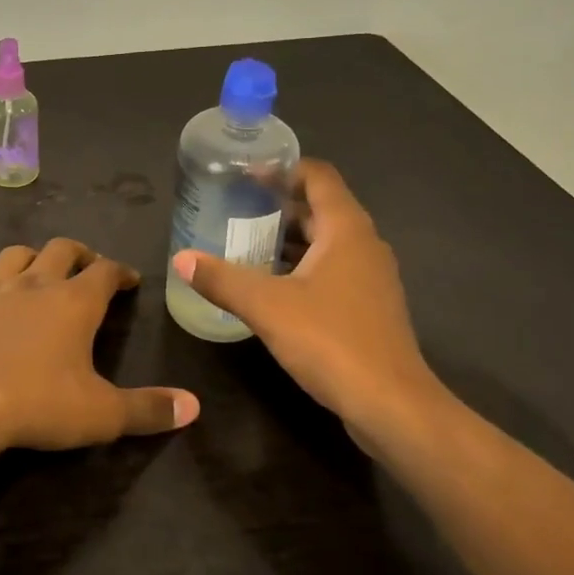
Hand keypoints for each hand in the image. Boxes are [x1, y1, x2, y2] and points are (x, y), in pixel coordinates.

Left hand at [0, 238, 201, 452]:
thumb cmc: (36, 404)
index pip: (105, 271)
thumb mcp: (101, 414)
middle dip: (79, 254)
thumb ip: (148, 409)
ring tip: (38, 272)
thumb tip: (194, 406)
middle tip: (87, 267)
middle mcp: (35, 283)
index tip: (129, 279)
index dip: (120, 272)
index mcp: (74, 302)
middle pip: (62, 249)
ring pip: (15, 255)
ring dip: (31, 258)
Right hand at [173, 159, 445, 430]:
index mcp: (346, 229)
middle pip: (322, 207)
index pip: (318, 176)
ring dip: (291, 237)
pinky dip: (304, 265)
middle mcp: (364, 245)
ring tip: (248, 242)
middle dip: (281, 204)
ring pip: (328, 241)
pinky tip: (273, 285)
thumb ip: (222, 279)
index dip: (283, 169)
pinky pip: (333, 269)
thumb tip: (181, 259)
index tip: (247, 175)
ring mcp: (371, 277)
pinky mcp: (370, 306)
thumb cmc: (331, 341)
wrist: (392, 406)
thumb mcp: (267, 307)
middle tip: (238, 207)